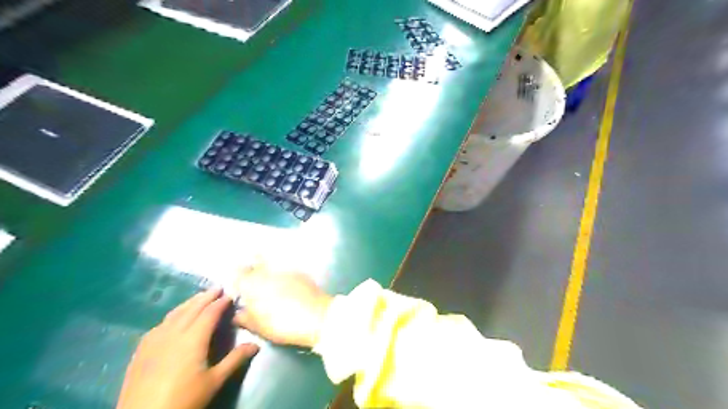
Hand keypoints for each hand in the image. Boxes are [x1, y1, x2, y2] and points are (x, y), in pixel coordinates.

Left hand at [116, 287, 257, 408]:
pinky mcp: (142, 349)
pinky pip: (160, 324)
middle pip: (192, 308)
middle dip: (206, 297)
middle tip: (217, 287)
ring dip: (189, 303)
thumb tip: (256, 345)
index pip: (210, 313)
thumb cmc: (183, 400)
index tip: (230, 294)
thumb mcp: (214, 381)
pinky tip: (173, 318)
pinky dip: (173, 315)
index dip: (221, 302)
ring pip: (175, 314)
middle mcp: (174, 333)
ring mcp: (155, 340)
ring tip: (199, 297)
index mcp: (193, 339)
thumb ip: (235, 360)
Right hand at [233, 266, 331, 348]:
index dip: (237, 275)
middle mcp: (267, 272)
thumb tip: (237, 314)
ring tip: (268, 278)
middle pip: (256, 261)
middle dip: (252, 265)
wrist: (316, 317)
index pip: (239, 272)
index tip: (237, 281)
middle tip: (251, 274)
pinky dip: (282, 272)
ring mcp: (285, 270)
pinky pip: (286, 268)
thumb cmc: (282, 324)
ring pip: (272, 262)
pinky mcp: (300, 272)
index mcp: (253, 284)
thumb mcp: (259, 327)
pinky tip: (285, 282)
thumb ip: (245, 318)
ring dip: (267, 265)